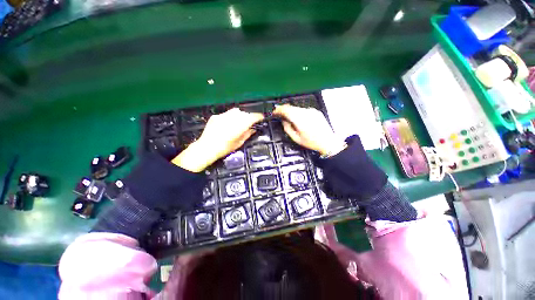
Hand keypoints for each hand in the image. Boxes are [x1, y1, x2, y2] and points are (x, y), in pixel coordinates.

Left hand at [172, 108, 263, 171]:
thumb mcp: (239, 143)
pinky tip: (229, 123)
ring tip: (240, 122)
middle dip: (249, 116)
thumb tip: (253, 129)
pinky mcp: (216, 116)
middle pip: (244, 113)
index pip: (252, 117)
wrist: (206, 148)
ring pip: (236, 111)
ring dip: (240, 115)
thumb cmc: (224, 148)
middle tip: (250, 122)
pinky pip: (226, 114)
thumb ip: (247, 134)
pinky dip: (231, 117)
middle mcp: (232, 118)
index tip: (261, 117)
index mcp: (239, 125)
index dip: (258, 116)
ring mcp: (223, 116)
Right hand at [273, 104, 344, 155]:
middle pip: (291, 107)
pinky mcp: (316, 111)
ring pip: (297, 108)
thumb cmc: (312, 142)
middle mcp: (306, 113)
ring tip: (289, 118)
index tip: (275, 112)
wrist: (327, 141)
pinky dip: (299, 112)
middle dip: (284, 110)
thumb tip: (283, 121)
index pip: (287, 110)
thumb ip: (287, 128)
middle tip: (280, 113)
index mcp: (300, 121)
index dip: (279, 110)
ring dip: (292, 111)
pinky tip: (300, 119)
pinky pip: (304, 110)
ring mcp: (312, 111)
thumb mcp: (296, 138)